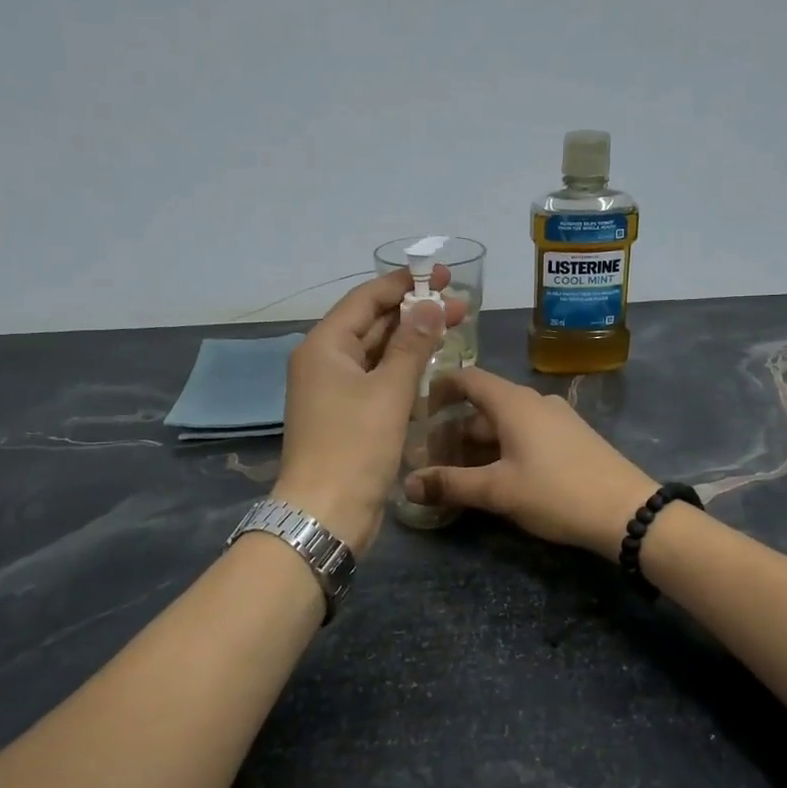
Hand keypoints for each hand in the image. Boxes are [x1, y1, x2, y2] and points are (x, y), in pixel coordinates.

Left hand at [272, 267, 463, 554]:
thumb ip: (412, 345)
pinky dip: (403, 372)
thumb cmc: (355, 446)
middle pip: (372, 324)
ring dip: (412, 342)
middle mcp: (325, 363)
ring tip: (454, 330)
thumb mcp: (388, 391)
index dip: (405, 283)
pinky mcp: (347, 417)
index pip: (366, 299)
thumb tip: (431, 305)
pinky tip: (432, 369)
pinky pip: (377, 382)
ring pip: (377, 354)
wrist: (326, 512)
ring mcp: (335, 392)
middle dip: (415, 313)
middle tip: (461, 305)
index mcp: (325, 346)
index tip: (443, 275)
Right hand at [404, 367, 657, 556]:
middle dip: (454, 429)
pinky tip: (496, 477)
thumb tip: (407, 484)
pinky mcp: (571, 439)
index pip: (467, 378)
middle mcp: (535, 402)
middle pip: (484, 405)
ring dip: (479, 443)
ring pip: (506, 423)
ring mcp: (557, 419)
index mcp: (514, 402)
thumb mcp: (498, 491)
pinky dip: (503, 449)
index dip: (439, 388)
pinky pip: (526, 434)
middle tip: (430, 457)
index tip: (416, 410)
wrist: (628, 512)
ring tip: (457, 472)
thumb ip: (451, 484)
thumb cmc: (557, 492)